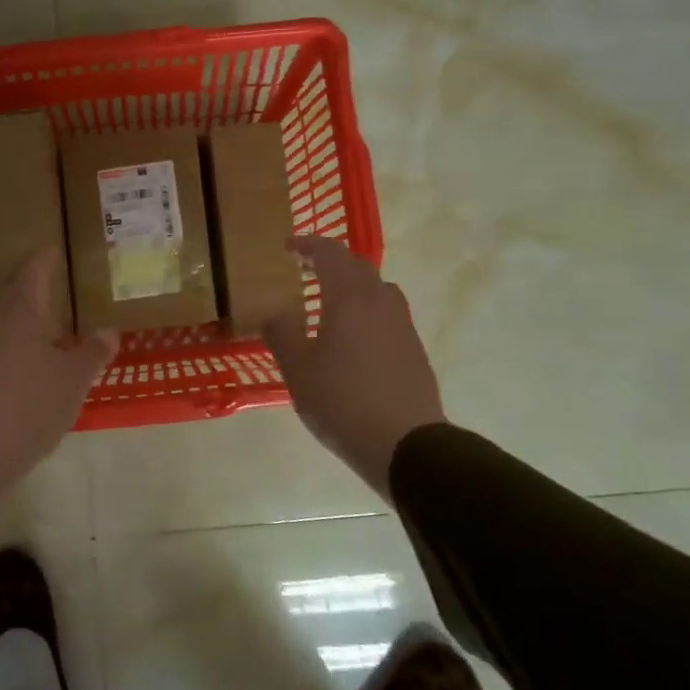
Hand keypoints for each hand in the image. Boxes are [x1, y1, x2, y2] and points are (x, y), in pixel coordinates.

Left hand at [0, 248, 117, 499]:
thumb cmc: (30, 404)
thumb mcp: (74, 380)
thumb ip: (93, 353)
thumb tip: (108, 331)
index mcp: (21, 310)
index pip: (34, 270)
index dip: (46, 258)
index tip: (56, 249)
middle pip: (11, 290)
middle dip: (31, 284)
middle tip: (53, 283)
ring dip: (18, 313)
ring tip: (41, 320)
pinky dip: (7, 339)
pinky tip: (20, 357)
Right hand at [264, 236, 444, 499]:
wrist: (406, 444)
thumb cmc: (342, 402)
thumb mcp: (298, 371)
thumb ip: (282, 335)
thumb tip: (275, 313)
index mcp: (350, 299)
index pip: (331, 254)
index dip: (308, 244)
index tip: (288, 246)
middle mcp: (380, 302)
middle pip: (358, 266)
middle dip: (331, 262)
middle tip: (307, 269)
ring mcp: (402, 325)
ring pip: (377, 290)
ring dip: (353, 286)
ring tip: (331, 302)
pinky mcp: (414, 349)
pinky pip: (388, 315)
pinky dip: (367, 311)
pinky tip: (354, 338)